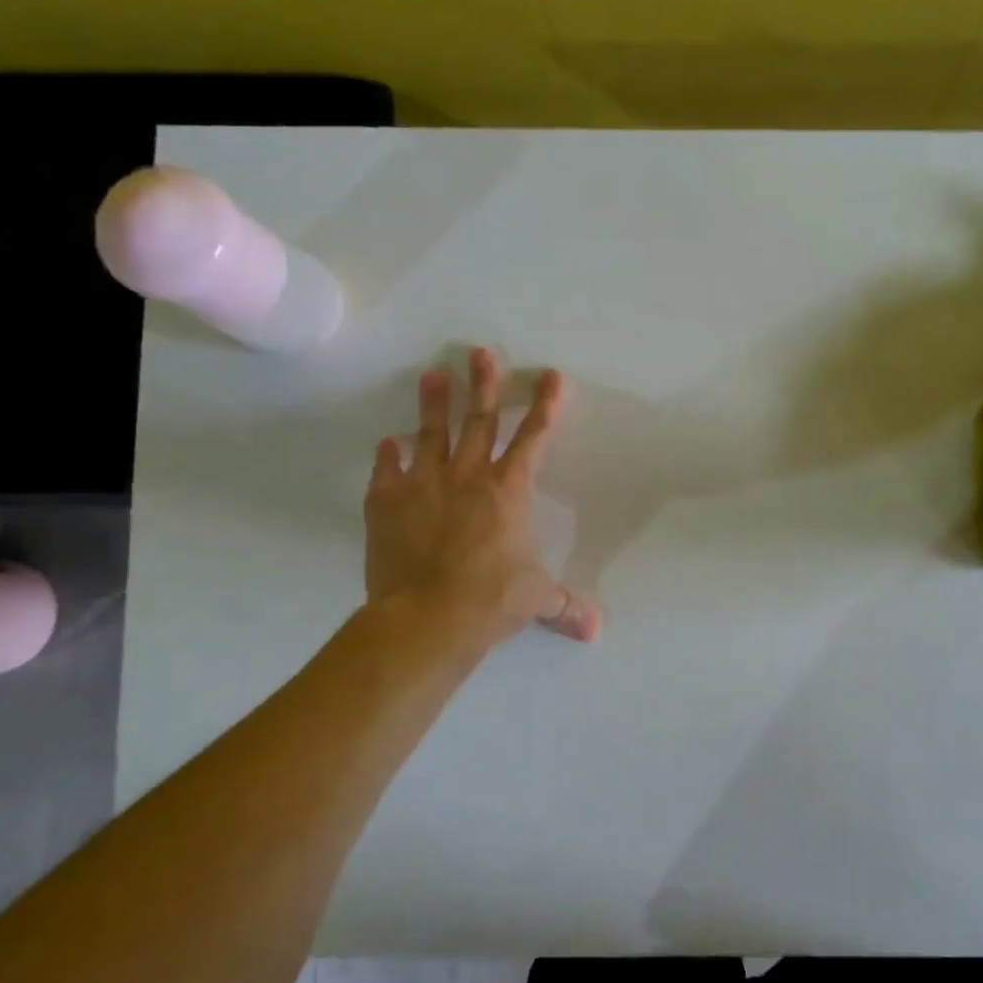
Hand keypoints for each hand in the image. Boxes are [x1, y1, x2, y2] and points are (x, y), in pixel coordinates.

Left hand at [365, 348, 600, 644]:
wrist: (427, 618)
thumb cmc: (491, 601)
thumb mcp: (536, 599)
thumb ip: (564, 605)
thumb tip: (596, 631)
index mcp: (509, 491)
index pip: (533, 438)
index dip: (545, 405)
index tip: (551, 375)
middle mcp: (469, 476)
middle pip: (480, 421)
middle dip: (485, 385)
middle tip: (481, 351)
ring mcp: (424, 484)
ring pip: (431, 433)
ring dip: (433, 403)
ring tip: (433, 374)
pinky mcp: (386, 502)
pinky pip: (387, 470)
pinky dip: (388, 456)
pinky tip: (387, 443)